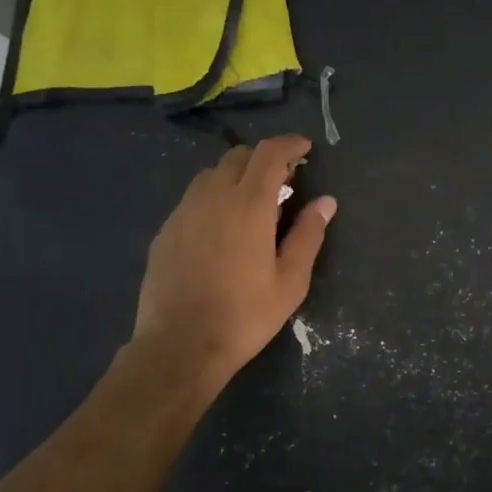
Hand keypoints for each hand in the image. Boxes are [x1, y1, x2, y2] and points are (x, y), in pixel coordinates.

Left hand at [131, 135, 335, 386]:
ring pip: (211, 175)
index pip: (269, 154)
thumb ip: (308, 235)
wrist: (180, 346)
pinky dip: (214, 198)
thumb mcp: (290, 281)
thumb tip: (325, 202)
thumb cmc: (244, 316)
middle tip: (284, 181)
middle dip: (264, 159)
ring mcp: (183, 212)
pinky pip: (193, 199)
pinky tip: (222, 228)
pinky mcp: (166, 231)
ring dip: (237, 176)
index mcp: (248, 206)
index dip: (289, 145)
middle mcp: (212, 198)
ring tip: (253, 203)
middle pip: (238, 157)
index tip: (305, 149)